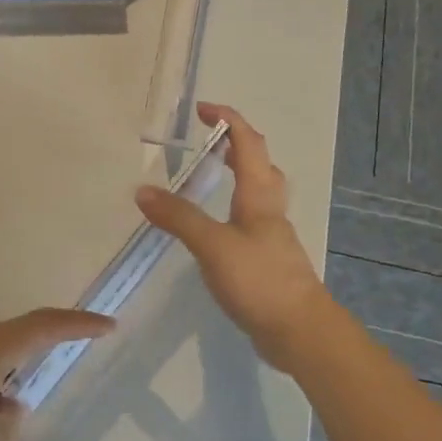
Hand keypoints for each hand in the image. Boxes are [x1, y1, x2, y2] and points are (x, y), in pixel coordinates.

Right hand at [136, 103, 332, 366]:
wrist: (299, 331)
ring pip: (258, 194)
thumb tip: (142, 190)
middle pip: (260, 165)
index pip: (249, 143)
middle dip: (236, 145)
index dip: (228, 121)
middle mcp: (269, 210)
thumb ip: (179, 217)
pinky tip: (214, 228)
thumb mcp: (213, 245)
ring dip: (239, 176)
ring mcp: (270, 237)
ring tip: (210, 177)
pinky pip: (249, 222)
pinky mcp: (266, 261)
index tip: (201, 110)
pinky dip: (232, 211)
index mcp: (259, 196)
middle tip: (208, 141)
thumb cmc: (259, 280)